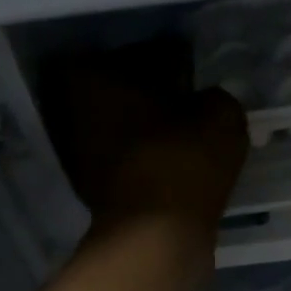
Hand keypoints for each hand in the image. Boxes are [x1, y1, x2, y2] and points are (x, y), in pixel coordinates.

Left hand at [41, 39, 248, 236]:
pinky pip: (127, 159)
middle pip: (120, 90)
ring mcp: (77, 153)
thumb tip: (206, 101)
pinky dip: (148, 158)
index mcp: (90, 77)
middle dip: (153, 94)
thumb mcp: (220, 115)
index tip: (192, 72)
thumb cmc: (182, 161)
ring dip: (150, 129)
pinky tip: (179, 163)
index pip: (133, 53)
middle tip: (191, 101)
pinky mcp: (92, 188)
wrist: (159, 238)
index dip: (167, 59)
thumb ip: (214, 97)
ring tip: (189, 135)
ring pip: (121, 126)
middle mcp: (70, 110)